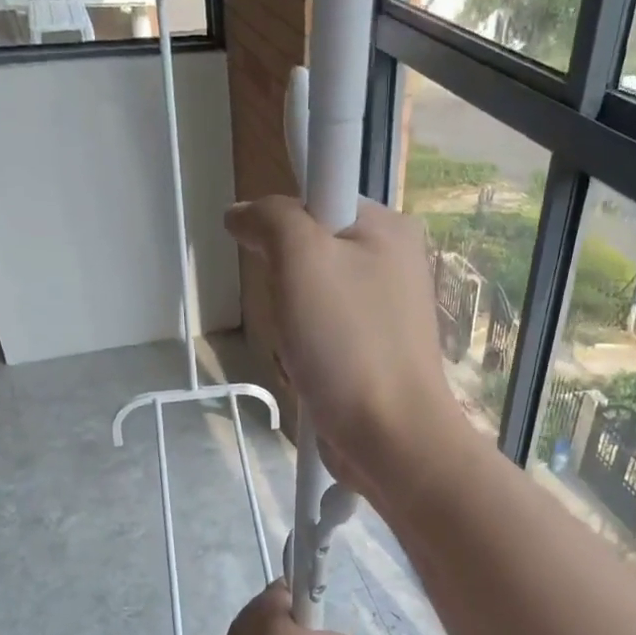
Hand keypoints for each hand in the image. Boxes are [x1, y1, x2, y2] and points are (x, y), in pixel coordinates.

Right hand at [225, 197, 466, 500]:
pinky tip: (312, 377)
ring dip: (291, 330)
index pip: (318, 196)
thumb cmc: (348, 343)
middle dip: (285, 288)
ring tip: (304, 355)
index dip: (284, 224)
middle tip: (293, 315)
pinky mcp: (373, 355)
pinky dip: (306, 356)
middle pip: (309, 254)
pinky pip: (321, 340)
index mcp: (388, 228)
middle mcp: (393, 264)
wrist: (389, 438)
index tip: (273, 260)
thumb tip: (242, 215)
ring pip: (308, 303)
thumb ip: (271, 219)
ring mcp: (384, 315)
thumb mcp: (301, 258)